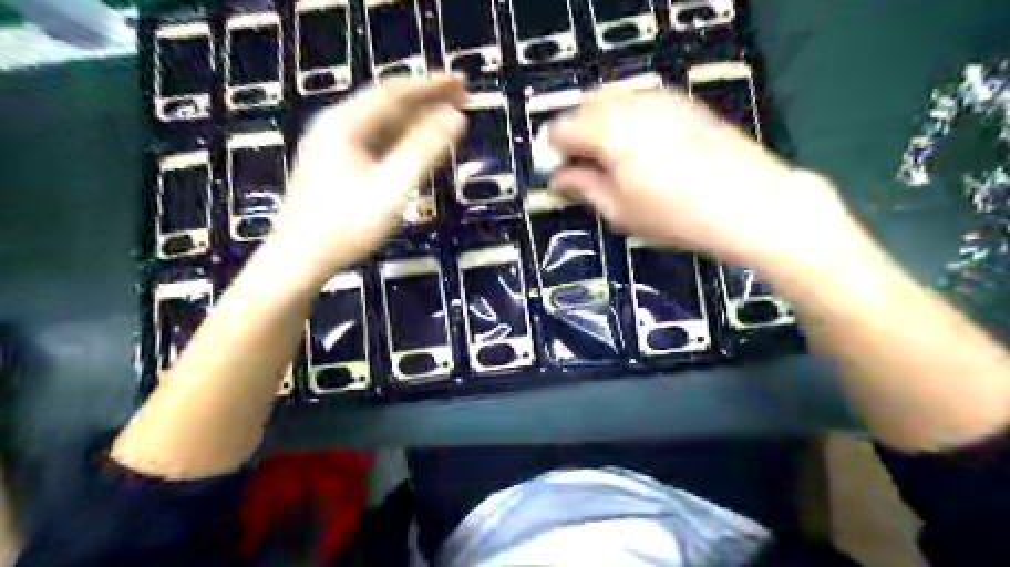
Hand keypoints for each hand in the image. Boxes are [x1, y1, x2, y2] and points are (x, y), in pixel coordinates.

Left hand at [273, 75, 469, 282]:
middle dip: (426, 99)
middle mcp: (337, 126)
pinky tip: (417, 146)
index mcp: (346, 124)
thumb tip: (455, 117)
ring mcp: (334, 147)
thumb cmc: (346, 225)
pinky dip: (401, 139)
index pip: (395, 92)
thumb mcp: (391, 188)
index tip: (463, 82)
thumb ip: (424, 150)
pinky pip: (376, 142)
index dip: (431, 85)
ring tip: (446, 118)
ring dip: (415, 118)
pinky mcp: (337, 166)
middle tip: (462, 97)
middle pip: (387, 104)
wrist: (300, 259)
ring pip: (381, 123)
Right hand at [550, 90, 844, 270]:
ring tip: (612, 162)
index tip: (560, 176)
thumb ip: (583, 187)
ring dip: (601, 127)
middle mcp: (631, 103)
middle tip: (583, 170)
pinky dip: (628, 120)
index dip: (554, 152)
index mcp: (609, 129)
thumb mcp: (620, 210)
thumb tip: (559, 178)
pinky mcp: (684, 103)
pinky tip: (642, 149)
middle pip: (585, 107)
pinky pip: (640, 102)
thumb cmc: (677, 215)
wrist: (750, 203)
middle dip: (576, 136)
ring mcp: (661, 98)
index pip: (561, 128)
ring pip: (613, 101)